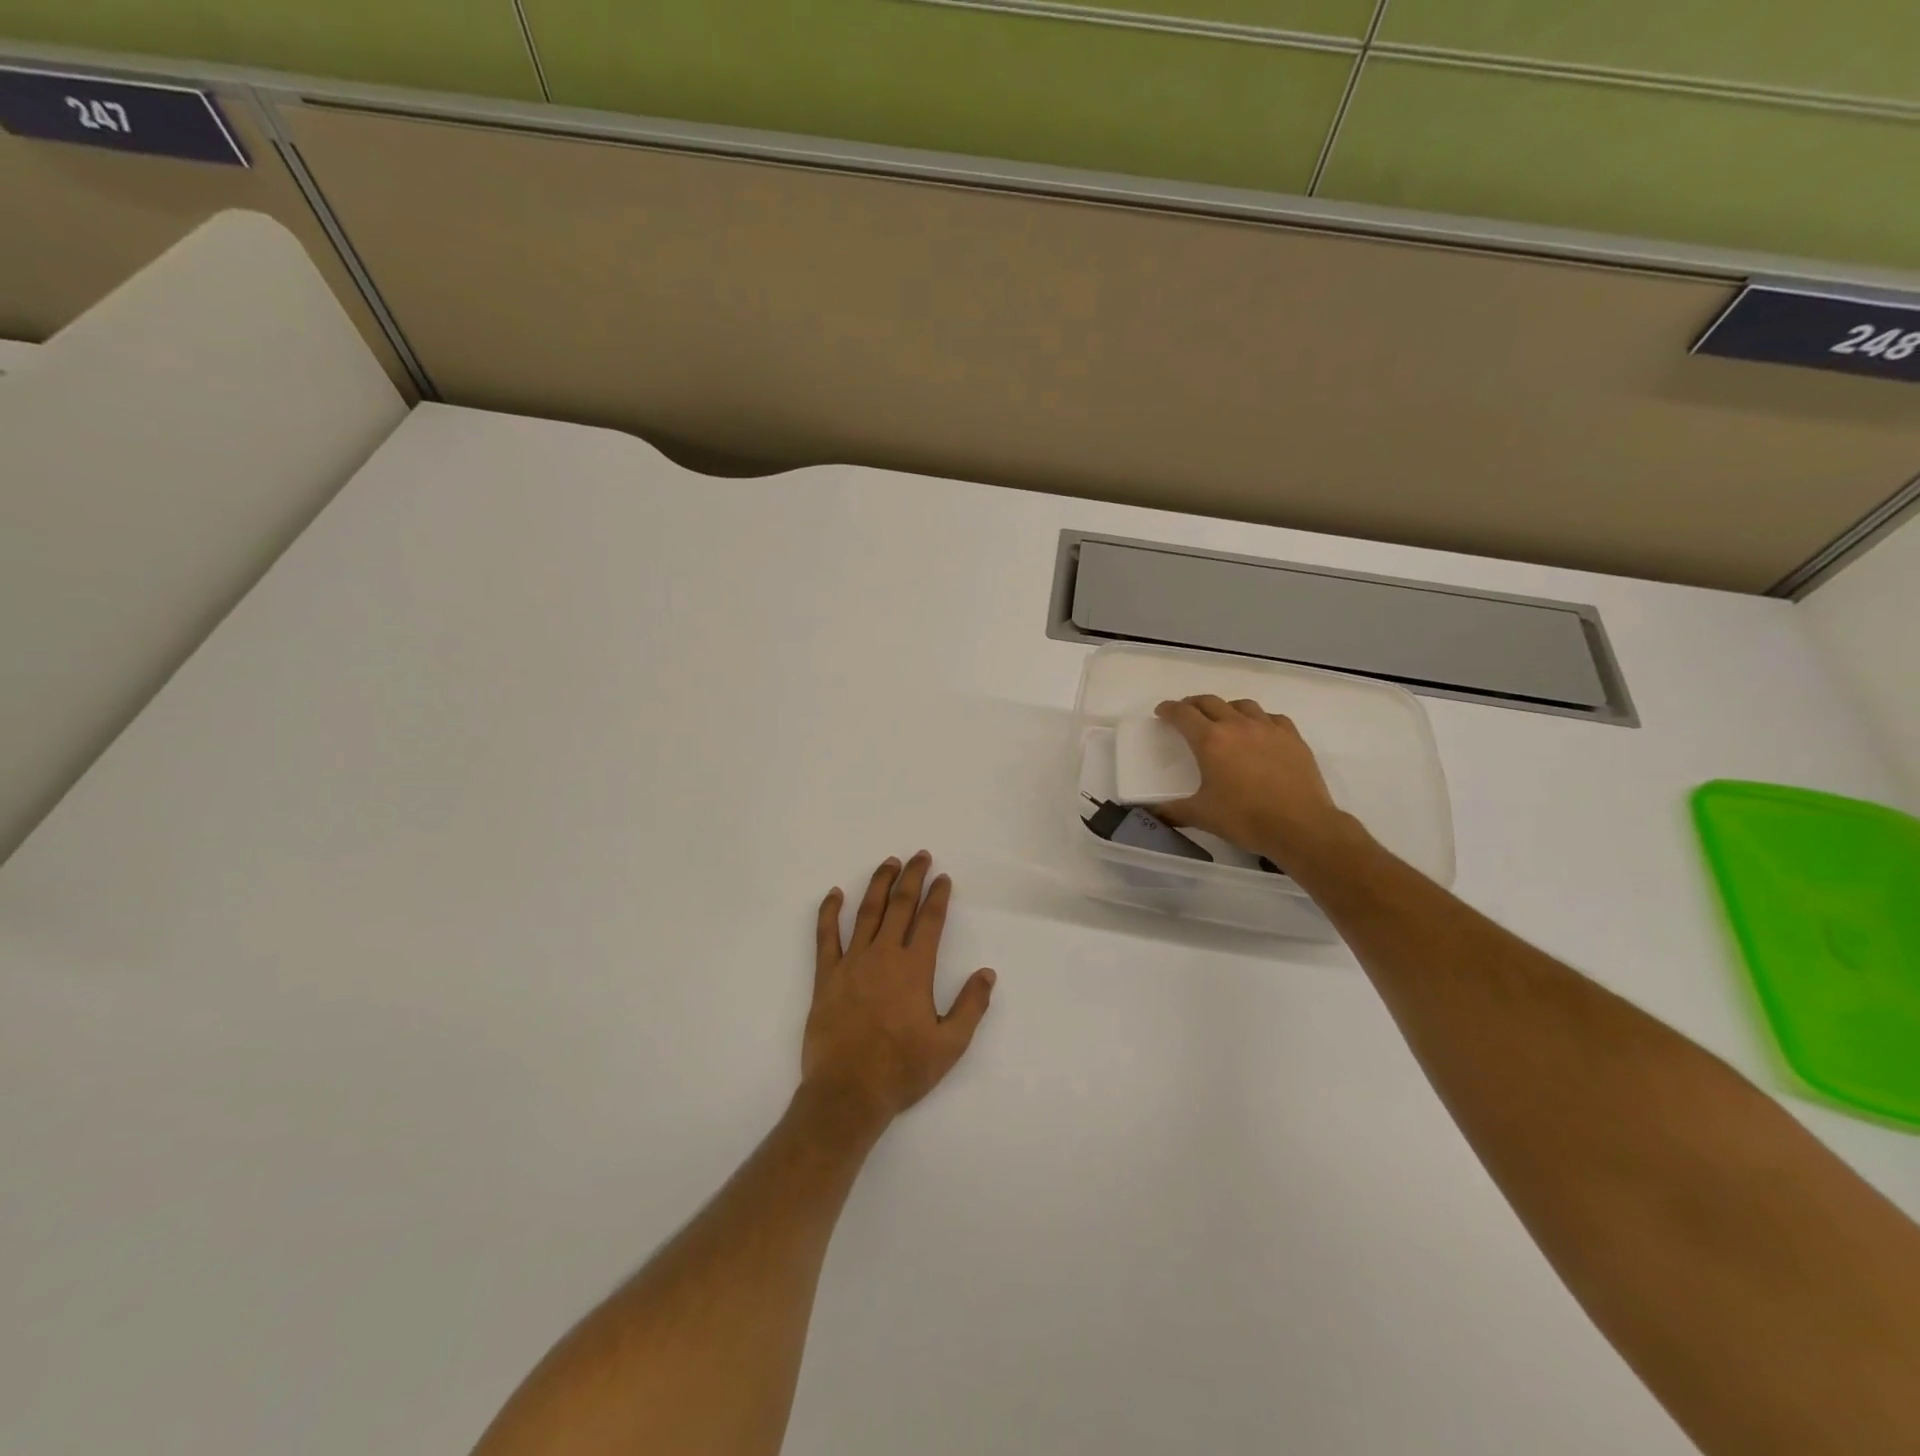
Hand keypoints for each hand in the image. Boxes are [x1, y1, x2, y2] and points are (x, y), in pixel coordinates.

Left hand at [803, 852, 995, 1128]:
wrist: (848, 1092)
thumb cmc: (902, 1070)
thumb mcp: (950, 1045)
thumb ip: (971, 1006)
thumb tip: (987, 973)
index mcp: (915, 969)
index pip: (930, 921)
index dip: (938, 896)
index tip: (943, 878)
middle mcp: (884, 955)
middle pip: (900, 906)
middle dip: (912, 878)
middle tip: (919, 856)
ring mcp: (852, 962)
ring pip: (867, 912)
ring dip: (879, 884)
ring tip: (888, 862)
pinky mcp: (826, 976)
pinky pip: (826, 936)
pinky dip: (829, 912)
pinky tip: (834, 894)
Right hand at [1153, 696, 1350, 860]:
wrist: (1300, 826)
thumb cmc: (1245, 819)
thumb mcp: (1201, 816)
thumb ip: (1172, 811)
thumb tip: (1151, 812)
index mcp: (1210, 741)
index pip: (1183, 714)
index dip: (1169, 710)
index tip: (1162, 712)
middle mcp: (1237, 726)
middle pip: (1210, 702)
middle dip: (1193, 704)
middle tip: (1186, 713)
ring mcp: (1268, 728)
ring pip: (1242, 705)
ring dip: (1226, 708)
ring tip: (1223, 719)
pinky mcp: (1292, 737)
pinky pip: (1272, 717)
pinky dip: (1259, 719)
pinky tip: (1259, 732)